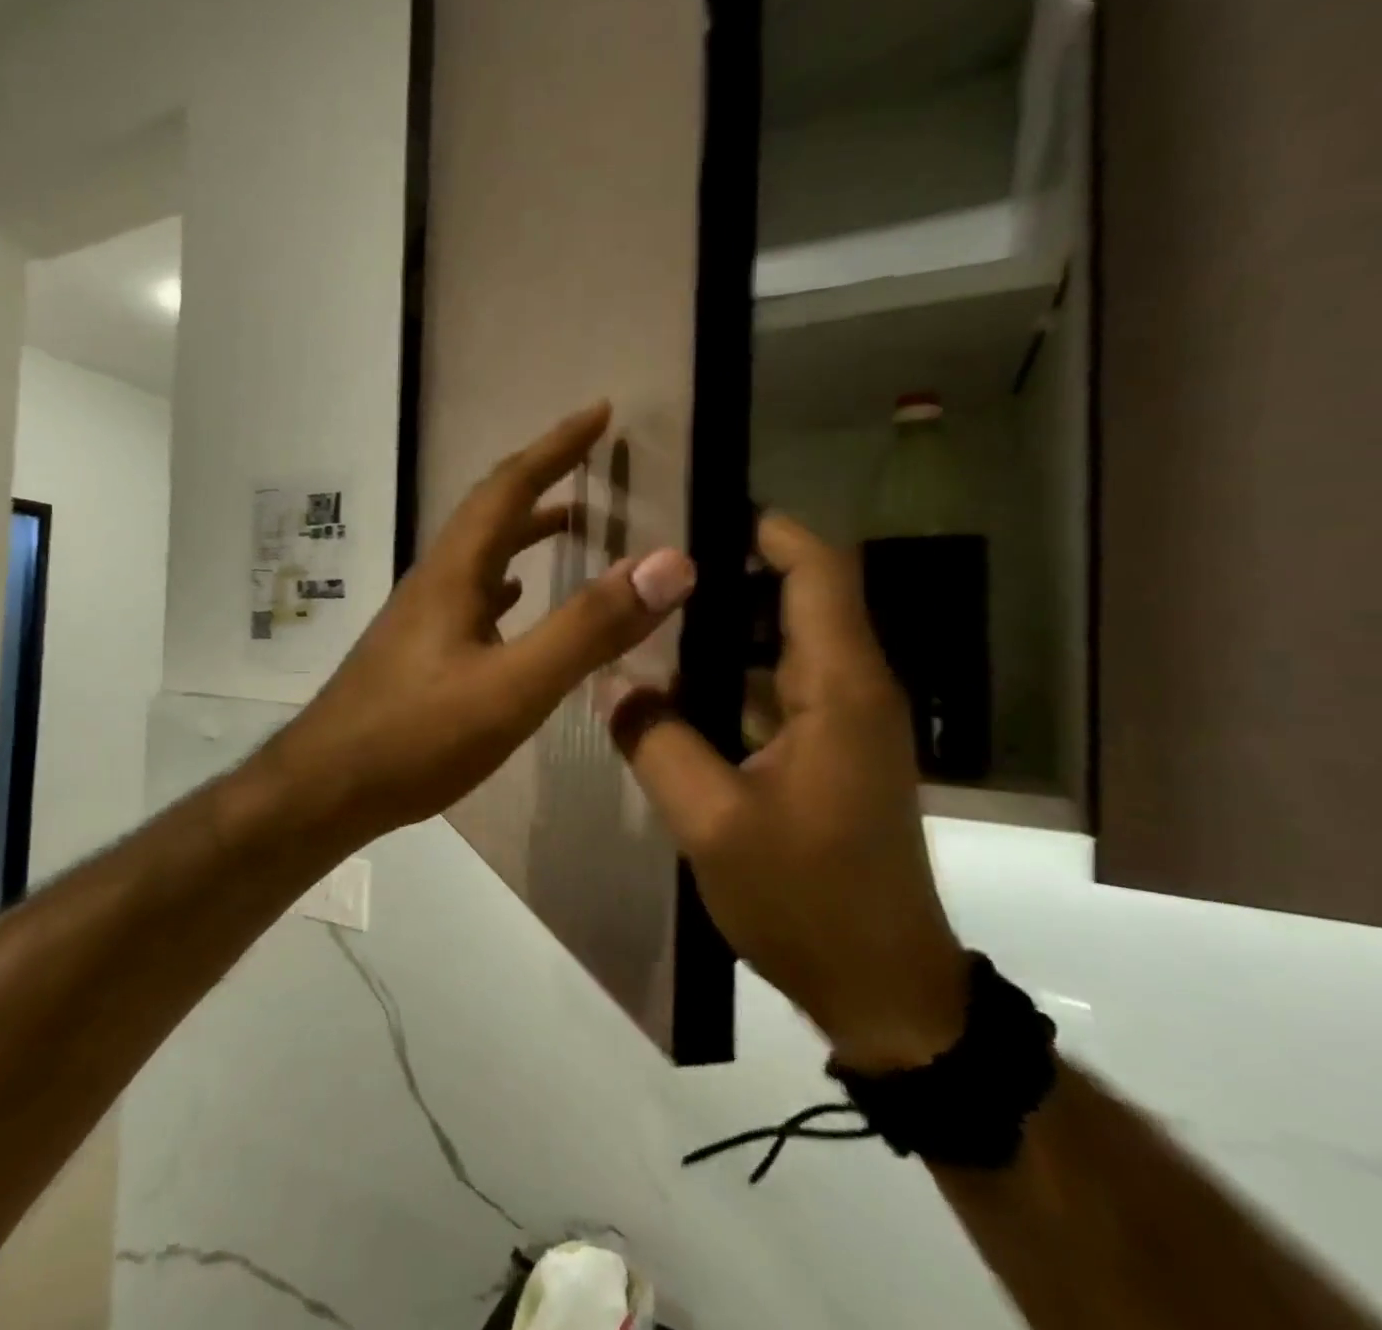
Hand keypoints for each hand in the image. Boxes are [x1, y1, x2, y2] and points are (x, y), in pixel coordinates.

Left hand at [264, 402, 696, 851]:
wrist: (326, 787)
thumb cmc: (416, 736)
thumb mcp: (512, 687)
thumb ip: (588, 629)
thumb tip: (668, 564)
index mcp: (454, 573)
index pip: (509, 486)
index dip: (556, 446)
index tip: (599, 414)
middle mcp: (434, 582)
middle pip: (489, 511)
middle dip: (540, 476)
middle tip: (588, 460)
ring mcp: (421, 617)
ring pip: (478, 554)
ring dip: (523, 529)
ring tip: (568, 522)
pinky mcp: (417, 651)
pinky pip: (470, 596)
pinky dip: (504, 582)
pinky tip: (516, 601)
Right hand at [605, 513, 967, 1070]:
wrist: (882, 988)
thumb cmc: (806, 899)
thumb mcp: (712, 822)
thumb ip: (657, 742)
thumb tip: (615, 684)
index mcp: (840, 690)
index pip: (819, 575)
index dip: (772, 532)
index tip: (706, 509)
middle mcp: (853, 692)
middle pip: (805, 599)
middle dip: (736, 571)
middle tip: (657, 562)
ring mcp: (846, 727)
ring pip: (789, 645)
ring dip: (731, 623)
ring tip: (656, 611)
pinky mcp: (832, 757)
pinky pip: (781, 689)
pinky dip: (735, 671)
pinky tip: (679, 685)